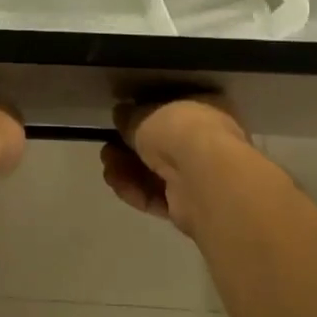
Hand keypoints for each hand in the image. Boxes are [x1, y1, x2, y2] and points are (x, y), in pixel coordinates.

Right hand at [100, 94, 254, 235]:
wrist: (203, 177)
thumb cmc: (179, 129)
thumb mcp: (143, 113)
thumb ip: (130, 115)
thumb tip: (121, 114)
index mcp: (208, 108)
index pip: (173, 110)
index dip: (146, 115)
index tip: (122, 120)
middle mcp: (209, 142)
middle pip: (161, 145)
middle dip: (130, 148)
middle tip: (108, 147)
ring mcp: (201, 177)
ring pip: (156, 173)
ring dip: (128, 170)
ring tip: (107, 166)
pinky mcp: (191, 207)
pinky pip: (158, 196)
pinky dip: (136, 190)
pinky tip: (117, 183)